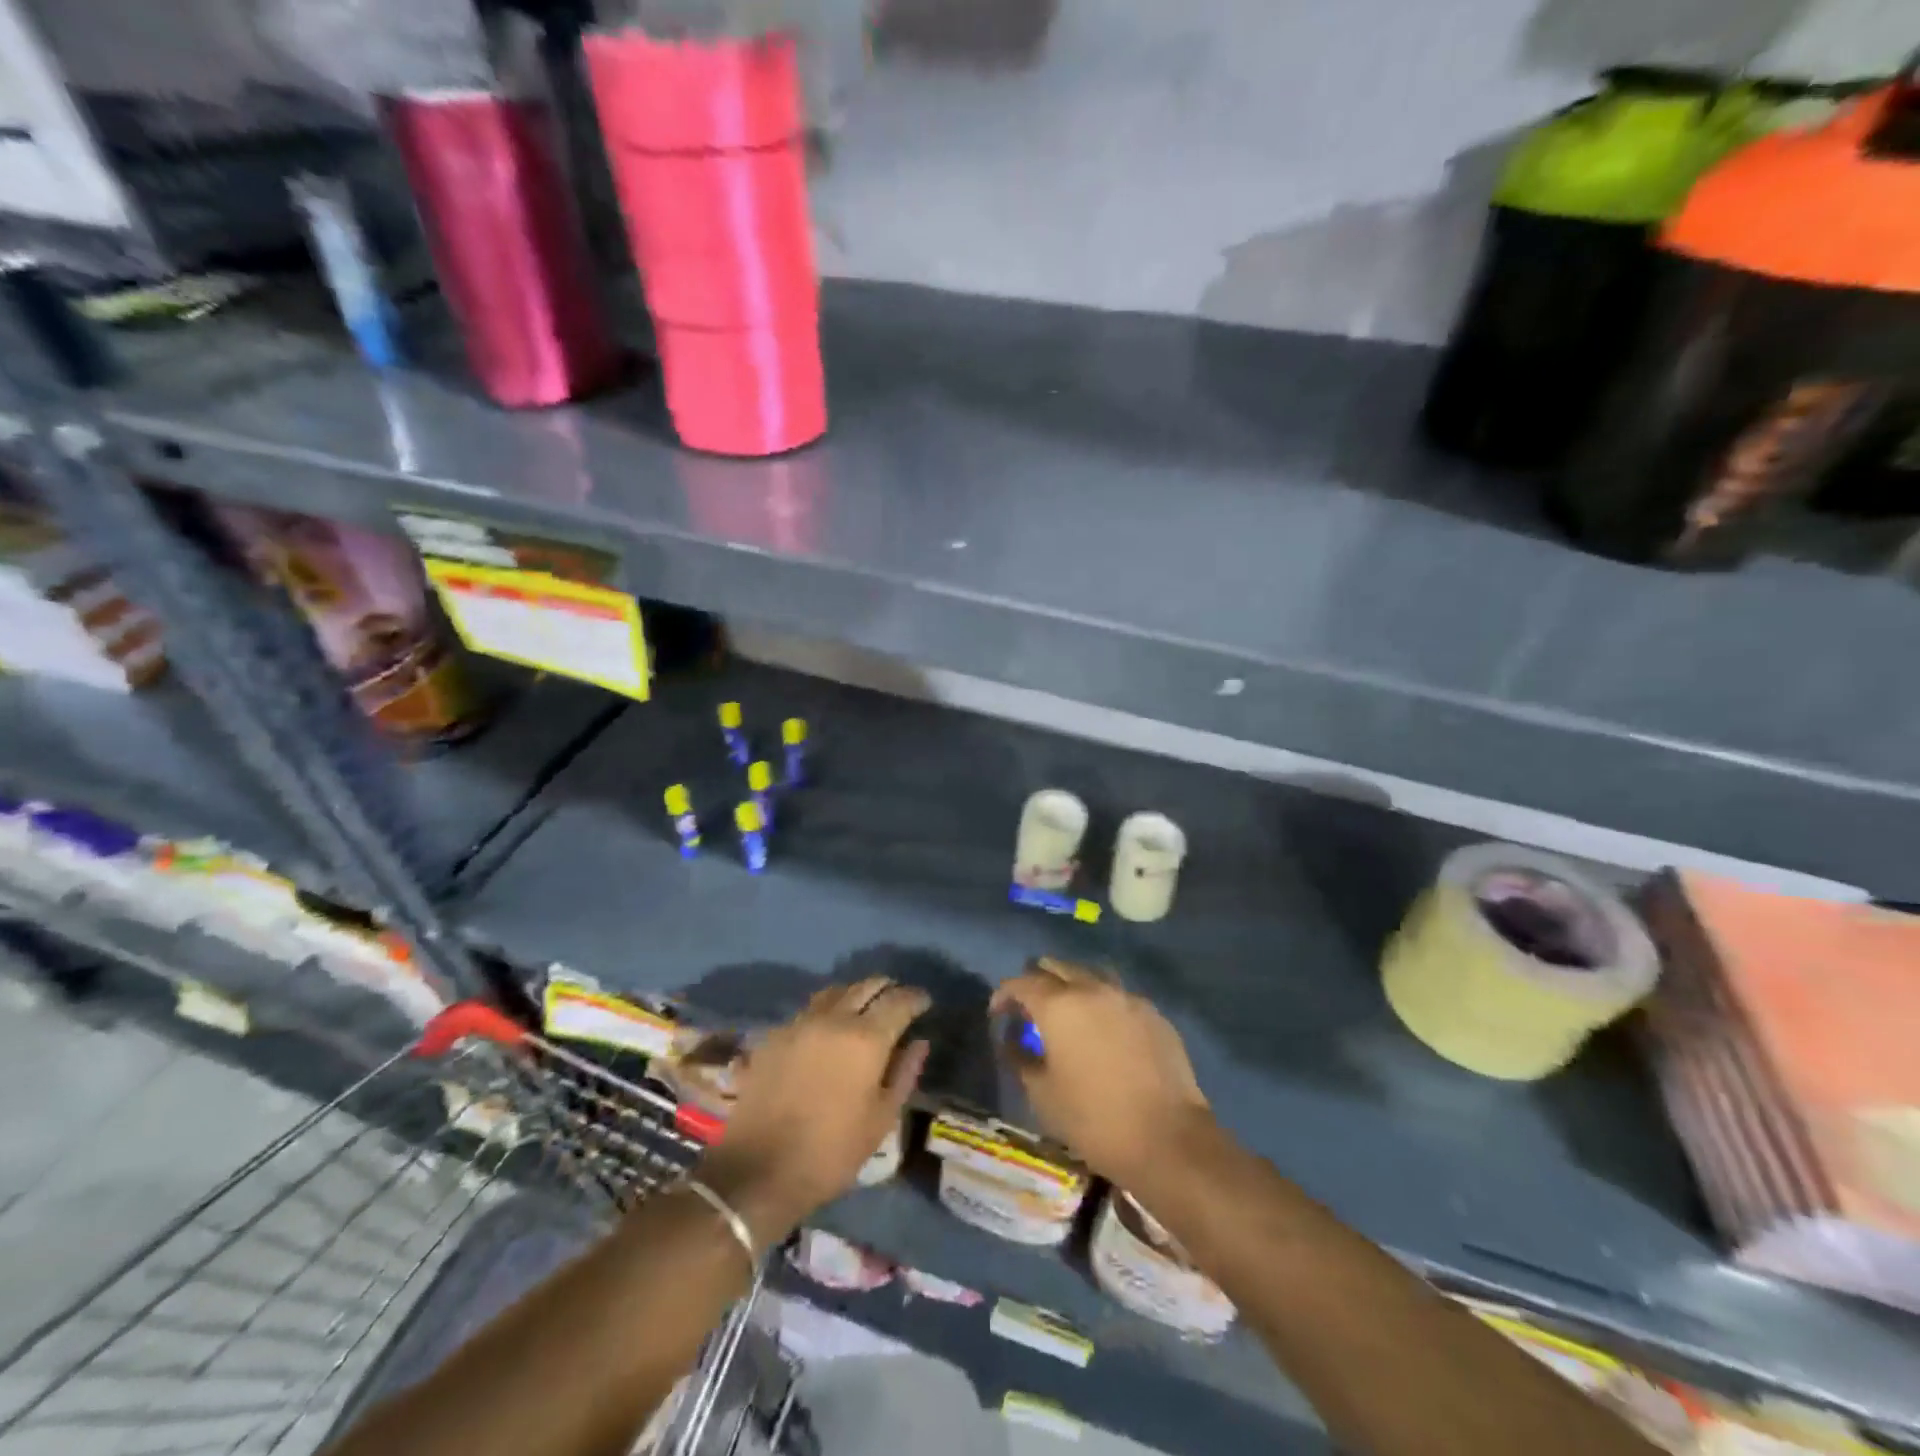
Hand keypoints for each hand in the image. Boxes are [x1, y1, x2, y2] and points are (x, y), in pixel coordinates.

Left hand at [698, 977, 929, 1240]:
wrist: (757, 1171)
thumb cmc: (830, 1153)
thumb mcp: (880, 1121)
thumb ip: (903, 1074)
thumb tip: (919, 1042)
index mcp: (866, 1038)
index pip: (899, 1001)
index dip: (916, 998)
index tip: (925, 1002)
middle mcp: (834, 1019)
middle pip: (866, 986)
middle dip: (887, 989)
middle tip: (897, 1002)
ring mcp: (800, 1023)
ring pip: (835, 992)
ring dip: (855, 995)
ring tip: (863, 1010)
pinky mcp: (774, 1036)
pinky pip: (808, 1011)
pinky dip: (826, 1011)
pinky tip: (827, 1031)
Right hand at [991, 957, 1210, 1183]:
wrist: (1168, 1140)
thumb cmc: (1094, 1119)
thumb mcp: (1042, 1095)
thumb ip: (1020, 1058)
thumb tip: (1011, 1040)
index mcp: (1059, 1005)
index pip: (1021, 983)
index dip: (1004, 995)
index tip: (998, 1013)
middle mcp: (1092, 989)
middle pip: (1057, 968)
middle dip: (1038, 981)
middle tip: (1030, 1008)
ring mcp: (1128, 998)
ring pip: (1091, 976)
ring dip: (1073, 988)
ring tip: (1068, 1014)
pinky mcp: (1154, 1014)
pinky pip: (1119, 997)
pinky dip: (1103, 1005)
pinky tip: (1104, 1031)